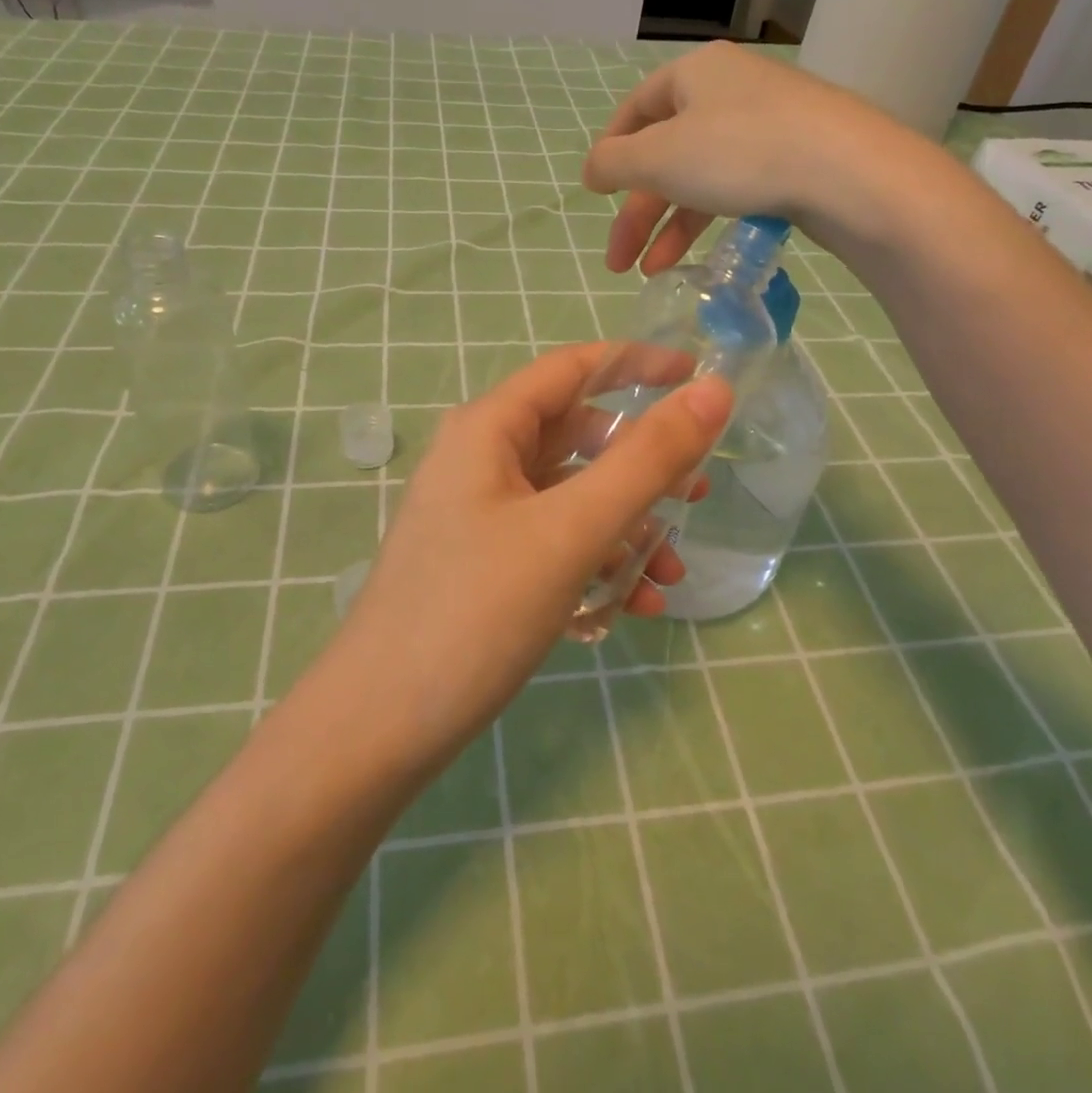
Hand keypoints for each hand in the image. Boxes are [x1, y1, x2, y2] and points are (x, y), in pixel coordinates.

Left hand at [328, 343, 732, 769]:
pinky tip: (635, 606)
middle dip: (641, 463)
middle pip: (577, 437)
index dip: (636, 364)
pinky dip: (598, 562)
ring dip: (628, 525)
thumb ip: (646, 460)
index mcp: (488, 429)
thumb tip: (712, 393)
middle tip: (697, 492)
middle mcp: (480, 461)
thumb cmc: (474, 612)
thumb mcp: (571, 531)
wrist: (379, 729)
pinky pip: (555, 543)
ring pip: (572, 497)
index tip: (697, 375)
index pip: (572, 368)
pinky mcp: (484, 565)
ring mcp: (480, 516)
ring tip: (673, 571)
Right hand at [582, 41, 915, 273]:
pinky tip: (699, 254)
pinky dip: (710, 220)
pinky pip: (736, 187)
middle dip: (638, 213)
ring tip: (654, 272)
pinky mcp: (795, 158)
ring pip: (700, 177)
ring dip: (670, 227)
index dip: (610, 153)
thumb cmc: (739, 152)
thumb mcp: (659, 158)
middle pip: (666, 153)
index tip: (595, 194)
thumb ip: (613, 163)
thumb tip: (592, 169)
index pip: (635, 110)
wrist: (847, 173)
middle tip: (619, 261)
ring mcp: (767, 124)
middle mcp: (729, 91)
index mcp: (694, 74)